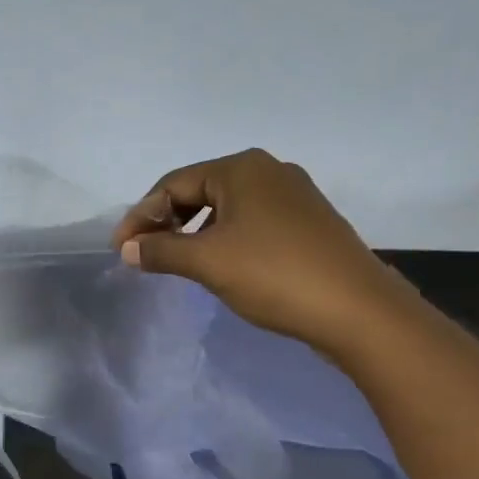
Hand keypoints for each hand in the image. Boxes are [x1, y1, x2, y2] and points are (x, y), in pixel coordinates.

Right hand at [111, 149, 413, 355]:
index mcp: (241, 168)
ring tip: (176, 260)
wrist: (357, 309)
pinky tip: (218, 263)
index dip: (141, 216)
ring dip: (194, 231)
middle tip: (144, 253)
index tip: (120, 249)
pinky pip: (251, 221)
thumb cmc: (274, 275)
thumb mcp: (208, 262)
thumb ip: (162, 251)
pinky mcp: (307, 222)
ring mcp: (293, 195)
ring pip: (226, 207)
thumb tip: (128, 248)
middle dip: (166, 221)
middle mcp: (268, 171)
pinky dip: (223, 238)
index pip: (173, 184)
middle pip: (199, 190)